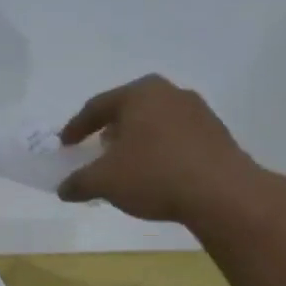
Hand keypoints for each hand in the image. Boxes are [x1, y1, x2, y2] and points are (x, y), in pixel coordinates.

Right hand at [56, 75, 261, 226]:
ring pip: (154, 122)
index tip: (65, 144)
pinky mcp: (215, 133)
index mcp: (139, 93)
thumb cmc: (154, 175)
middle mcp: (169, 93)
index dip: (76, 127)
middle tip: (96, 149)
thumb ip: (78, 182)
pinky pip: (175, 137)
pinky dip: (158, 151)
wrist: (221, 193)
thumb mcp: (104, 182)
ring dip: (135, 141)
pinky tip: (154, 173)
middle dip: (109, 129)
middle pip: (128, 109)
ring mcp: (197, 111)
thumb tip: (64, 189)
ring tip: (125, 164)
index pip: (97, 106)